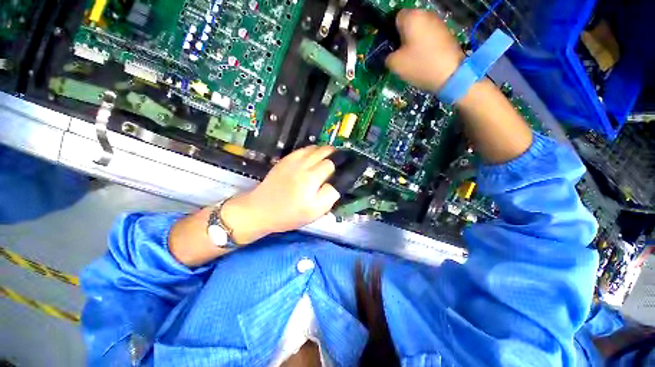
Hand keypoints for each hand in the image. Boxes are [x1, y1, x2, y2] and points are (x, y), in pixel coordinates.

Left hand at [221, 145, 339, 243]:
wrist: (261, 209)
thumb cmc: (290, 214)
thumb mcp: (315, 211)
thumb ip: (330, 194)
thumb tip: (339, 181)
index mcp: (311, 178)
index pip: (333, 164)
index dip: (343, 164)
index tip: (348, 166)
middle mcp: (303, 164)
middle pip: (325, 151)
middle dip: (336, 154)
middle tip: (341, 162)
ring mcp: (293, 159)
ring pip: (315, 147)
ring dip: (325, 151)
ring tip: (330, 158)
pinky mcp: (285, 159)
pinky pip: (303, 149)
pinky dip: (313, 150)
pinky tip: (314, 158)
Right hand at [385, 9, 464, 91]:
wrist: (450, 73)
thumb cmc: (420, 65)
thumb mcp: (395, 64)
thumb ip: (387, 57)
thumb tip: (390, 55)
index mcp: (411, 17)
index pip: (394, 18)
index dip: (390, 33)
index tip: (390, 48)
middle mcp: (426, 14)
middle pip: (408, 23)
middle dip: (402, 37)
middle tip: (400, 55)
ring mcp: (438, 22)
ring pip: (419, 30)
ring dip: (413, 41)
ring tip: (412, 58)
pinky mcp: (446, 33)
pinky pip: (429, 36)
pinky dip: (424, 45)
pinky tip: (424, 58)